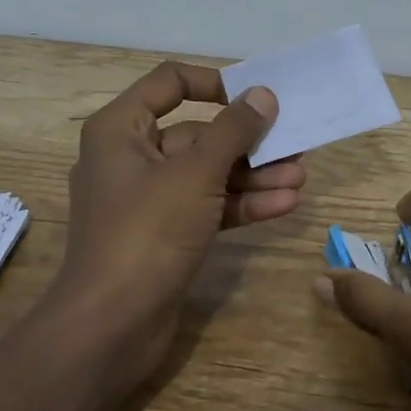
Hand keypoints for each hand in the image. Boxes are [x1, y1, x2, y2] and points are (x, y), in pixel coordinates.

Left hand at [48, 61, 305, 389]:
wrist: (111, 327)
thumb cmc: (147, 232)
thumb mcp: (196, 174)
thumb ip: (233, 131)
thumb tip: (262, 94)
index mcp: (121, 129)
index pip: (170, 83)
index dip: (214, 83)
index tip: (254, 95)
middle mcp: (131, 157)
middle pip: (197, 134)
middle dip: (248, 142)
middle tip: (294, 143)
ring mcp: (148, 200)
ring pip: (207, 174)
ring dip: (253, 176)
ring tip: (300, 177)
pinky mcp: (165, 234)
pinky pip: (207, 206)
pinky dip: (241, 204)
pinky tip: (284, 204)